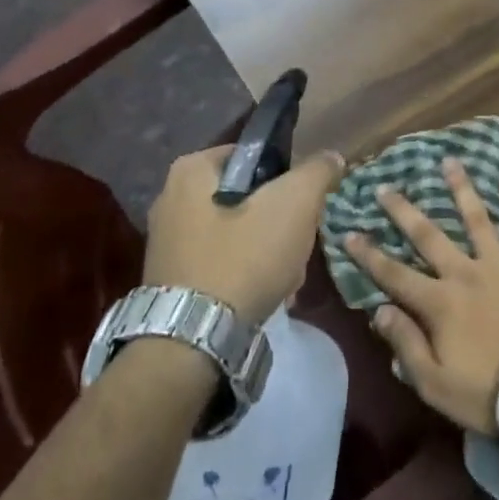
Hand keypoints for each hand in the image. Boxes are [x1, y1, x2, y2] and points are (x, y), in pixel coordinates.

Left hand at [143, 145, 343, 326]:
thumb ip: (317, 172)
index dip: (286, 179)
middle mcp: (170, 198)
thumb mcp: (295, 203)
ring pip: (237, 232)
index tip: (303, 207)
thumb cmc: (243, 257)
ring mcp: (167, 242)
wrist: (192, 342)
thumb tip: (332, 157)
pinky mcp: (169, 279)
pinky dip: (243, 274)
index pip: (254, 156)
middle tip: (297, 246)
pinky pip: (219, 262)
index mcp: (192, 169)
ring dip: (266, 252)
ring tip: (286, 278)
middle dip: (278, 223)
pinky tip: (264, 296)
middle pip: (248, 197)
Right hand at [346, 158, 498, 432]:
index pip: (394, 275)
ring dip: (461, 189)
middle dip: (404, 211)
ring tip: (449, 162)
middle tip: (386, 186)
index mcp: (439, 303)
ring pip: (476, 219)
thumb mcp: (434, 383)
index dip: (369, 255)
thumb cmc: (486, 392)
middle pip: (429, 236)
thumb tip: (379, 310)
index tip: (349, 232)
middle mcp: (464, 273)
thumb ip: (405, 344)